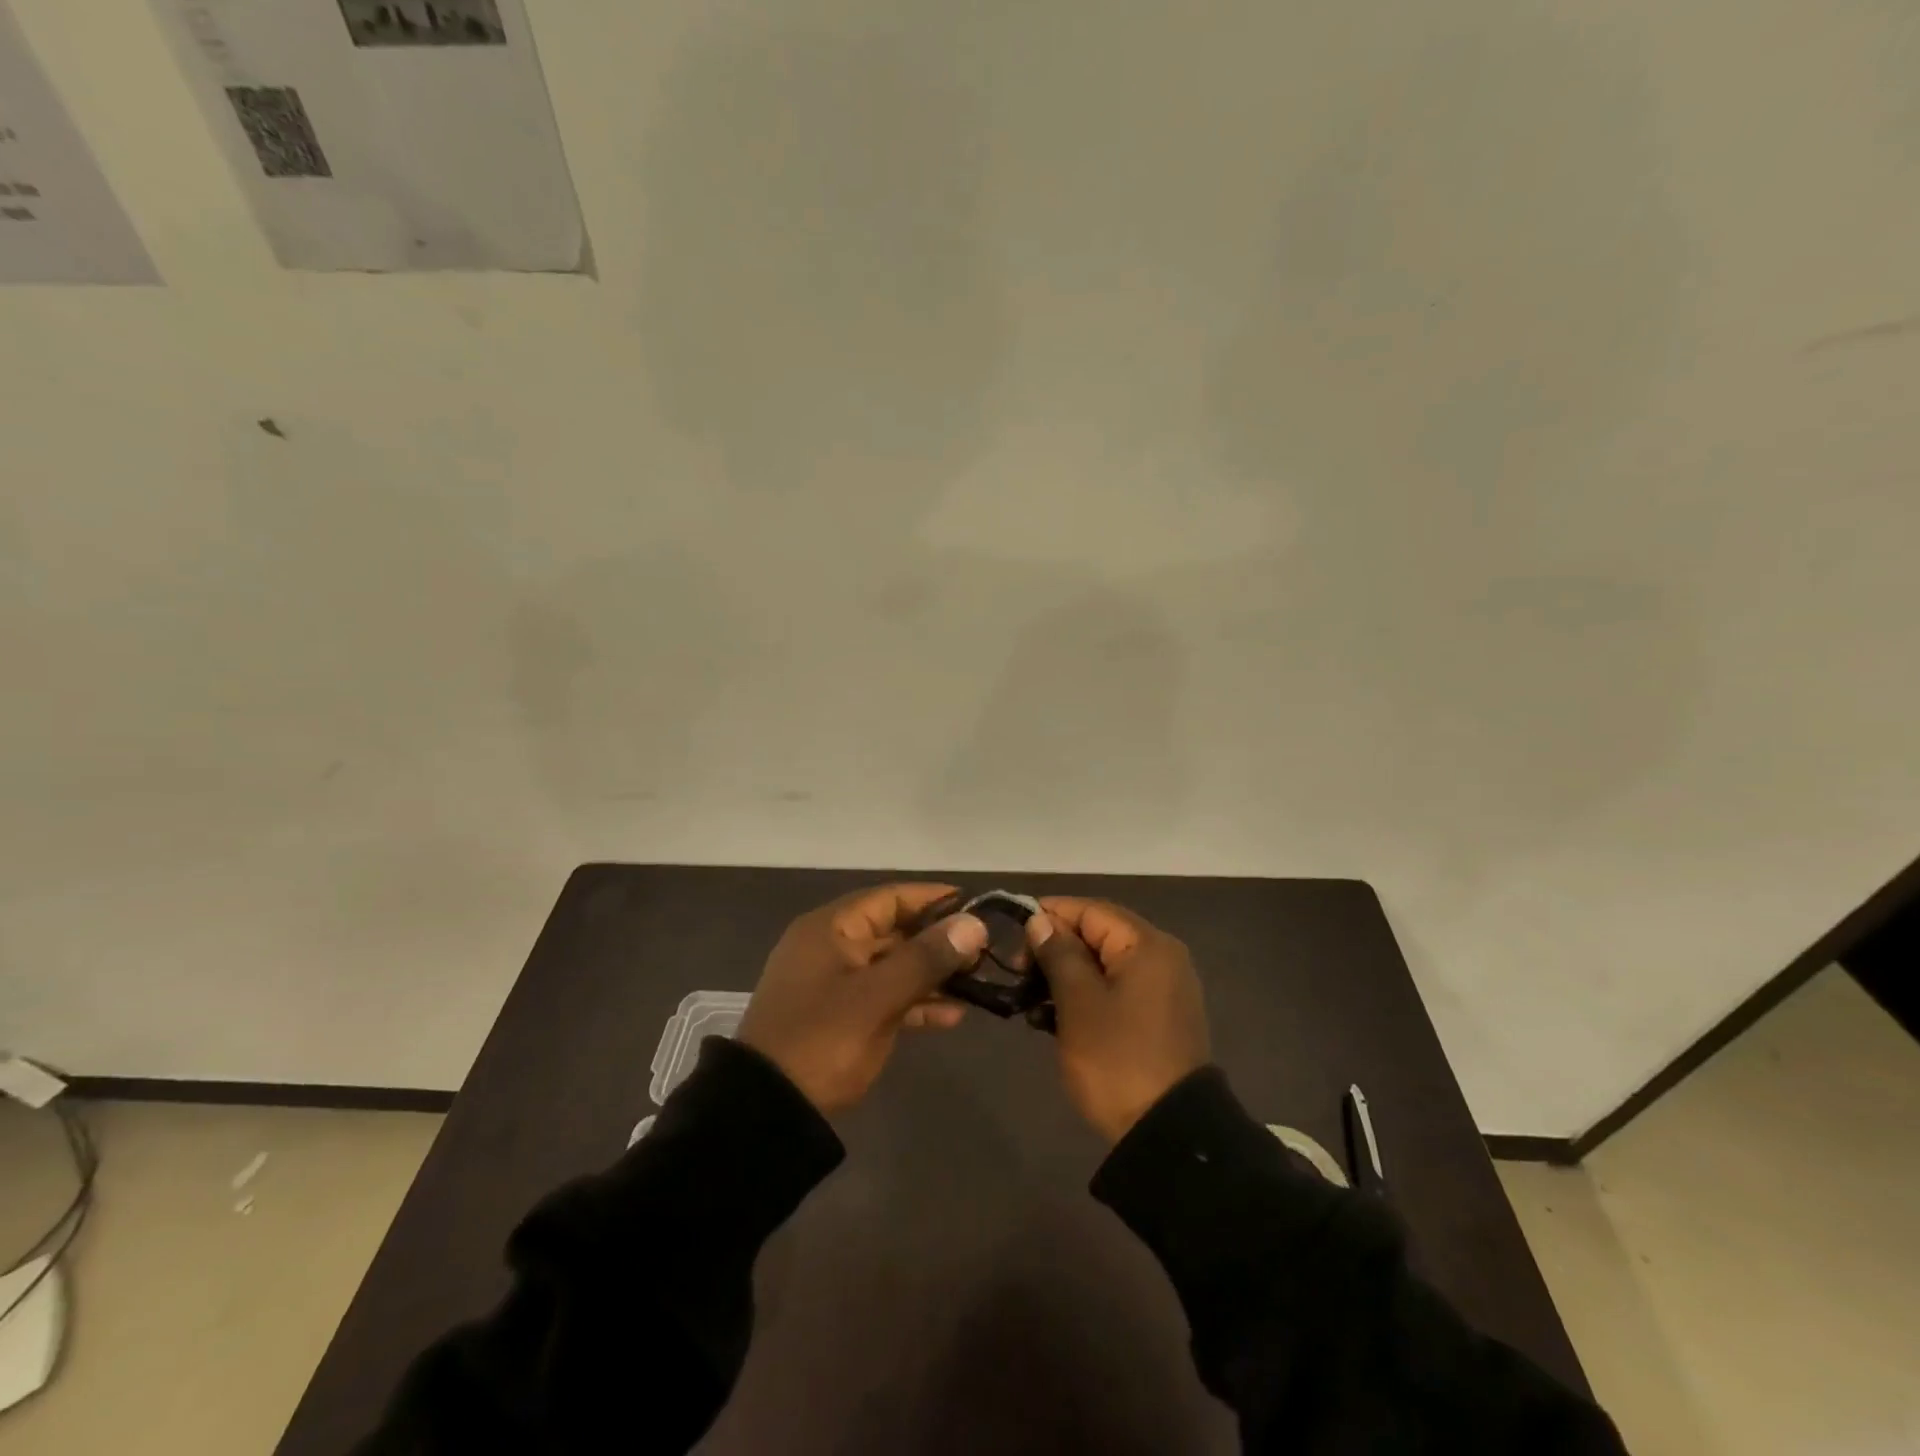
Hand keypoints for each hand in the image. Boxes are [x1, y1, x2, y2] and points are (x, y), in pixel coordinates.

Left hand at [739, 883, 988, 1114]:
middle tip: (983, 952)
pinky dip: (916, 1003)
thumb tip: (974, 924)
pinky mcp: (843, 1017)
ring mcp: (837, 984)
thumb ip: (925, 958)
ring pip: (894, 967)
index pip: (891, 898)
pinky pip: (886, 998)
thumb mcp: (876, 997)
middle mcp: (833, 947)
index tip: (976, 906)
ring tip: (976, 984)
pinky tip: (952, 1016)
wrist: (768, 1112)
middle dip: (939, 940)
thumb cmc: (822, 1039)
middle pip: (895, 931)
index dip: (934, 899)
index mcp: (831, 928)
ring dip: (932, 974)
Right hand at [1025, 898, 1209, 1142]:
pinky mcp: (1157, 1018)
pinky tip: (1051, 1019)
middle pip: (1098, 935)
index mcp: (1147, 945)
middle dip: (1055, 948)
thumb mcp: (1079, 1003)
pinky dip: (1085, 997)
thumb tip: (1041, 921)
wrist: (1169, 1134)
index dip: (1050, 915)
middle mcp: (1161, 957)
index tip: (1013, 933)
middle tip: (1019, 971)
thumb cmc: (1117, 1059)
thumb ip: (1059, 954)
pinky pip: (1115, 991)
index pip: (1091, 910)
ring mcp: (1163, 989)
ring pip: (1103, 965)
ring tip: (1030, 1000)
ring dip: (1065, 976)